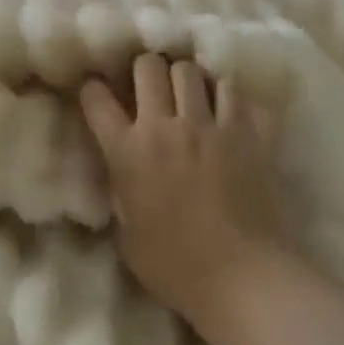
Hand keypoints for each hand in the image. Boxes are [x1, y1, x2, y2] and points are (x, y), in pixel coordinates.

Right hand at [81, 54, 279, 325]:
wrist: (242, 278)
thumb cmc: (175, 266)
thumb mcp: (126, 233)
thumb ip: (121, 191)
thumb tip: (122, 174)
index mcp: (127, 152)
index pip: (97, 99)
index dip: (94, 90)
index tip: (99, 95)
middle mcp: (165, 127)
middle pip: (148, 66)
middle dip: (143, 70)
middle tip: (148, 86)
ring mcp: (210, 125)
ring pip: (191, 70)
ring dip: (185, 78)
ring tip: (189, 93)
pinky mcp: (249, 133)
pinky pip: (237, 93)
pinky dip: (228, 96)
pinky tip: (227, 109)